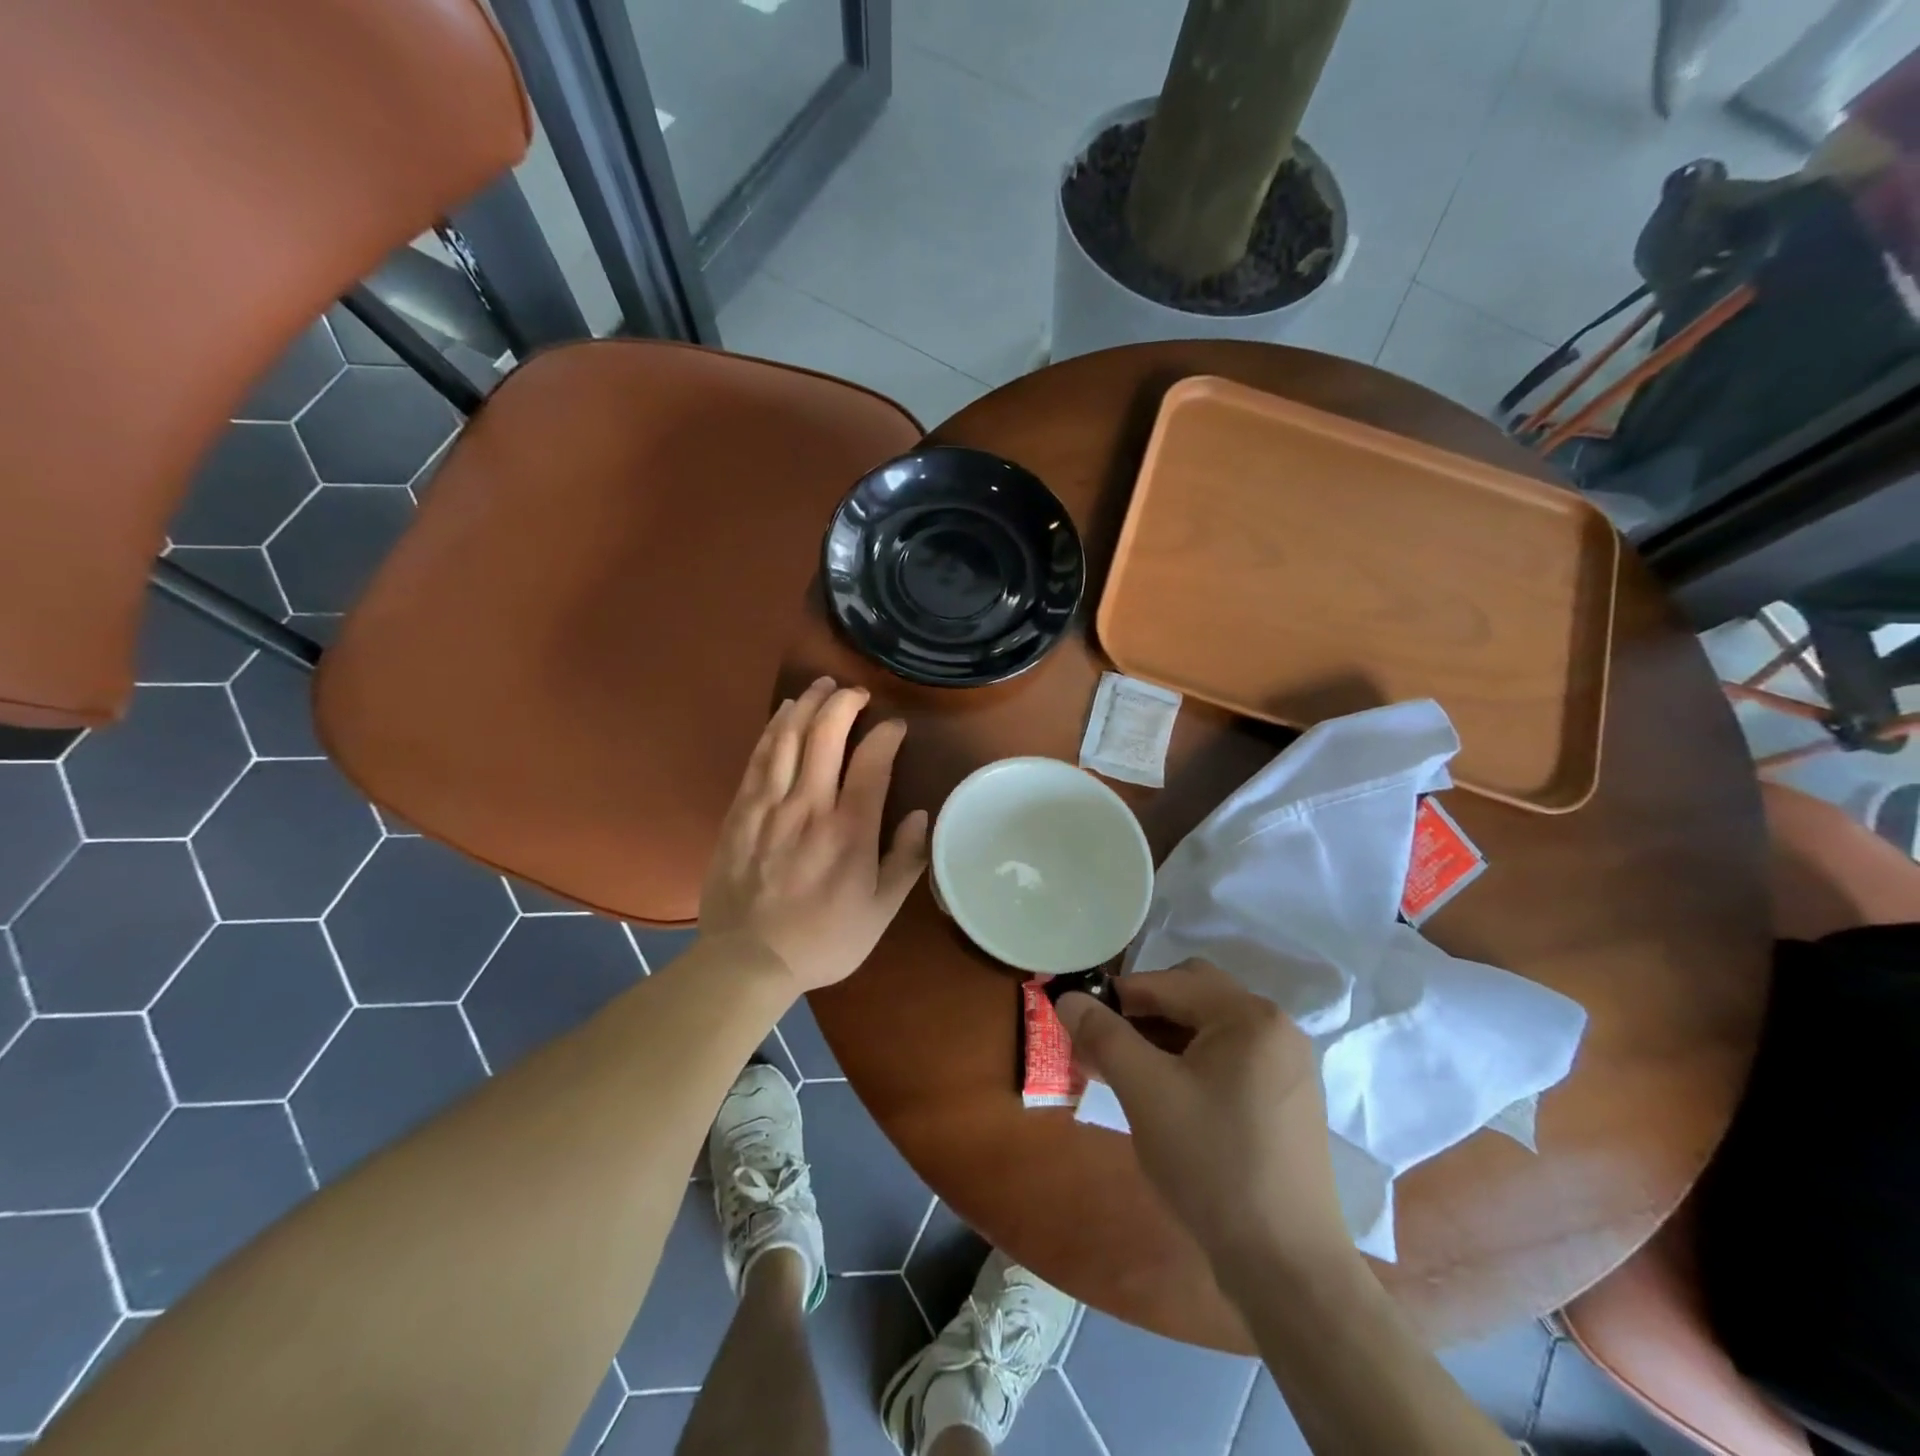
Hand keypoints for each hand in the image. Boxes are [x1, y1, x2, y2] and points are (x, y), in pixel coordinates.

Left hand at [699, 678, 928, 991]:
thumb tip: (922, 816)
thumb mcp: (880, 912)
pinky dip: (774, 729)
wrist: (747, 961)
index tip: (896, 727)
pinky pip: (758, 758)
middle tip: (856, 692)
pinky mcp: (740, 811)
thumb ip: (905, 861)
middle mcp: (809, 806)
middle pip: (826, 735)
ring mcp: (769, 806)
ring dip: (806, 704)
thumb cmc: (823, 939)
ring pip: (788, 738)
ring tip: (820, 687)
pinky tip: (783, 715)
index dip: (887, 735)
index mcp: (850, 831)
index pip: (873, 762)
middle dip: (844, 702)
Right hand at [1056, 961, 1347, 1273]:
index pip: (1169, 982)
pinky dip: (1190, 1064)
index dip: (1118, 996)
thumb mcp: (1145, 1093)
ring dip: (1163, 1039)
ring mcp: (1287, 1066)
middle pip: (1193, 997)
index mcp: (1249, 1016)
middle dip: (1142, 1014)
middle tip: (1104, 1045)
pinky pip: (1228, 1060)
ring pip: (1209, 1030)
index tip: (1079, 1019)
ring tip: (1124, 1073)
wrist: (1287, 1267)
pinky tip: (1164, 1096)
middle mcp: (1276, 1028)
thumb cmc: (1212, 1165)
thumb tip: (1067, 997)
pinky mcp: (1287, 1101)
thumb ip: (1104, 1035)